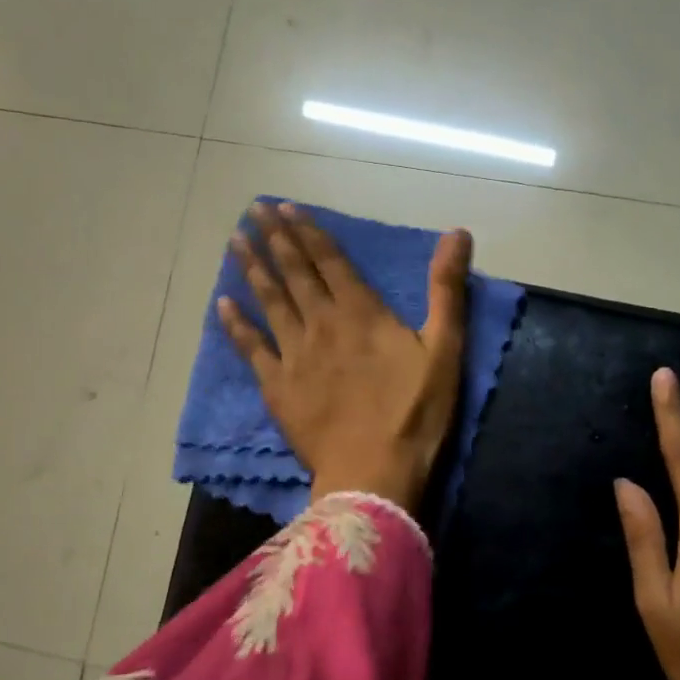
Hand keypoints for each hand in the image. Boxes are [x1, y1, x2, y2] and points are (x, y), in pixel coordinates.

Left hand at [218, 203, 472, 509]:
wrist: (373, 473)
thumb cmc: (414, 414)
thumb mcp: (445, 350)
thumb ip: (447, 290)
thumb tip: (457, 233)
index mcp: (361, 312)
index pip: (329, 260)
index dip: (307, 230)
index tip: (284, 207)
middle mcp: (322, 323)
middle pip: (294, 273)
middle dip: (274, 239)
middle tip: (253, 211)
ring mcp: (294, 355)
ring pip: (269, 301)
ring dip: (252, 269)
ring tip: (235, 241)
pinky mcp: (277, 386)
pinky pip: (250, 348)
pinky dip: (235, 324)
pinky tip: (222, 304)